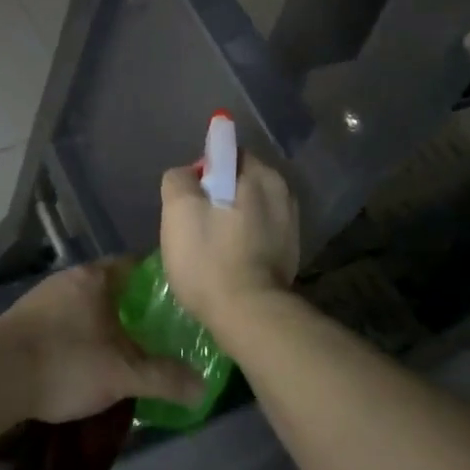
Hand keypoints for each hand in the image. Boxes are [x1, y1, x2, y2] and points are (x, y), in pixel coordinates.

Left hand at [0, 262, 204, 423]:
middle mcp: (67, 280)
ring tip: (125, 352)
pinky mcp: (21, 323)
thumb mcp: (123, 374)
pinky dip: (78, 338)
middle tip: (157, 333)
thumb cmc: (66, 363)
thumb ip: (165, 378)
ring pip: (85, 307)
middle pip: (110, 288)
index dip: (158, 282)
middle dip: (132, 309)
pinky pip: (62, 324)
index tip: (178, 302)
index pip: (135, 266)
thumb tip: (204, 388)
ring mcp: (40, 300)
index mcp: (95, 278)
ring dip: (103, 325)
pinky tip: (85, 363)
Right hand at [159, 155, 299, 331]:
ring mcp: (291, 224)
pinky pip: (259, 233)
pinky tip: (228, 261)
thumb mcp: (179, 211)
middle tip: (194, 226)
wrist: (249, 315)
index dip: (202, 173)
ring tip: (210, 248)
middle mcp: (283, 192)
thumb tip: (188, 176)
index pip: (226, 154)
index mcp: (261, 174)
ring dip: (230, 220)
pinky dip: (243, 240)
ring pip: (249, 209)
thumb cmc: (210, 259)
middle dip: (217, 196)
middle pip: (238, 182)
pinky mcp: (290, 253)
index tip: (188, 201)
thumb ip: (179, 180)